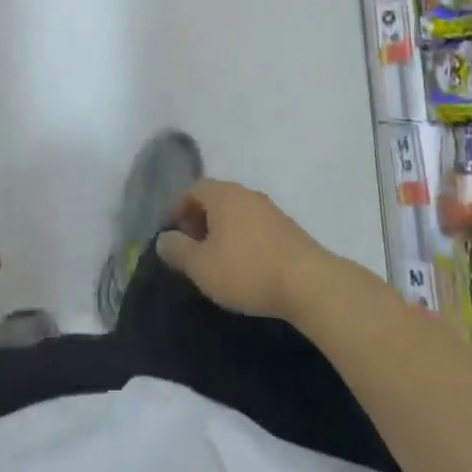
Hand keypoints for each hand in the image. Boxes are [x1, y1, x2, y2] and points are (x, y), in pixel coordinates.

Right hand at [156, 179, 333, 321]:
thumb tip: (163, 239)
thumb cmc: (247, 269)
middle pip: (216, 198)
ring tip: (216, 259)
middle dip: (200, 219)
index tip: (173, 232)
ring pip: (237, 213)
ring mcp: (271, 210)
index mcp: (223, 195)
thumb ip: (178, 251)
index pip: (194, 189)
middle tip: (192, 246)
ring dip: (223, 230)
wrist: (309, 283)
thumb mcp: (202, 266)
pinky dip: (243, 238)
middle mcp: (247, 194)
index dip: (179, 207)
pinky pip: (255, 226)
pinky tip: (244, 264)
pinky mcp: (288, 229)